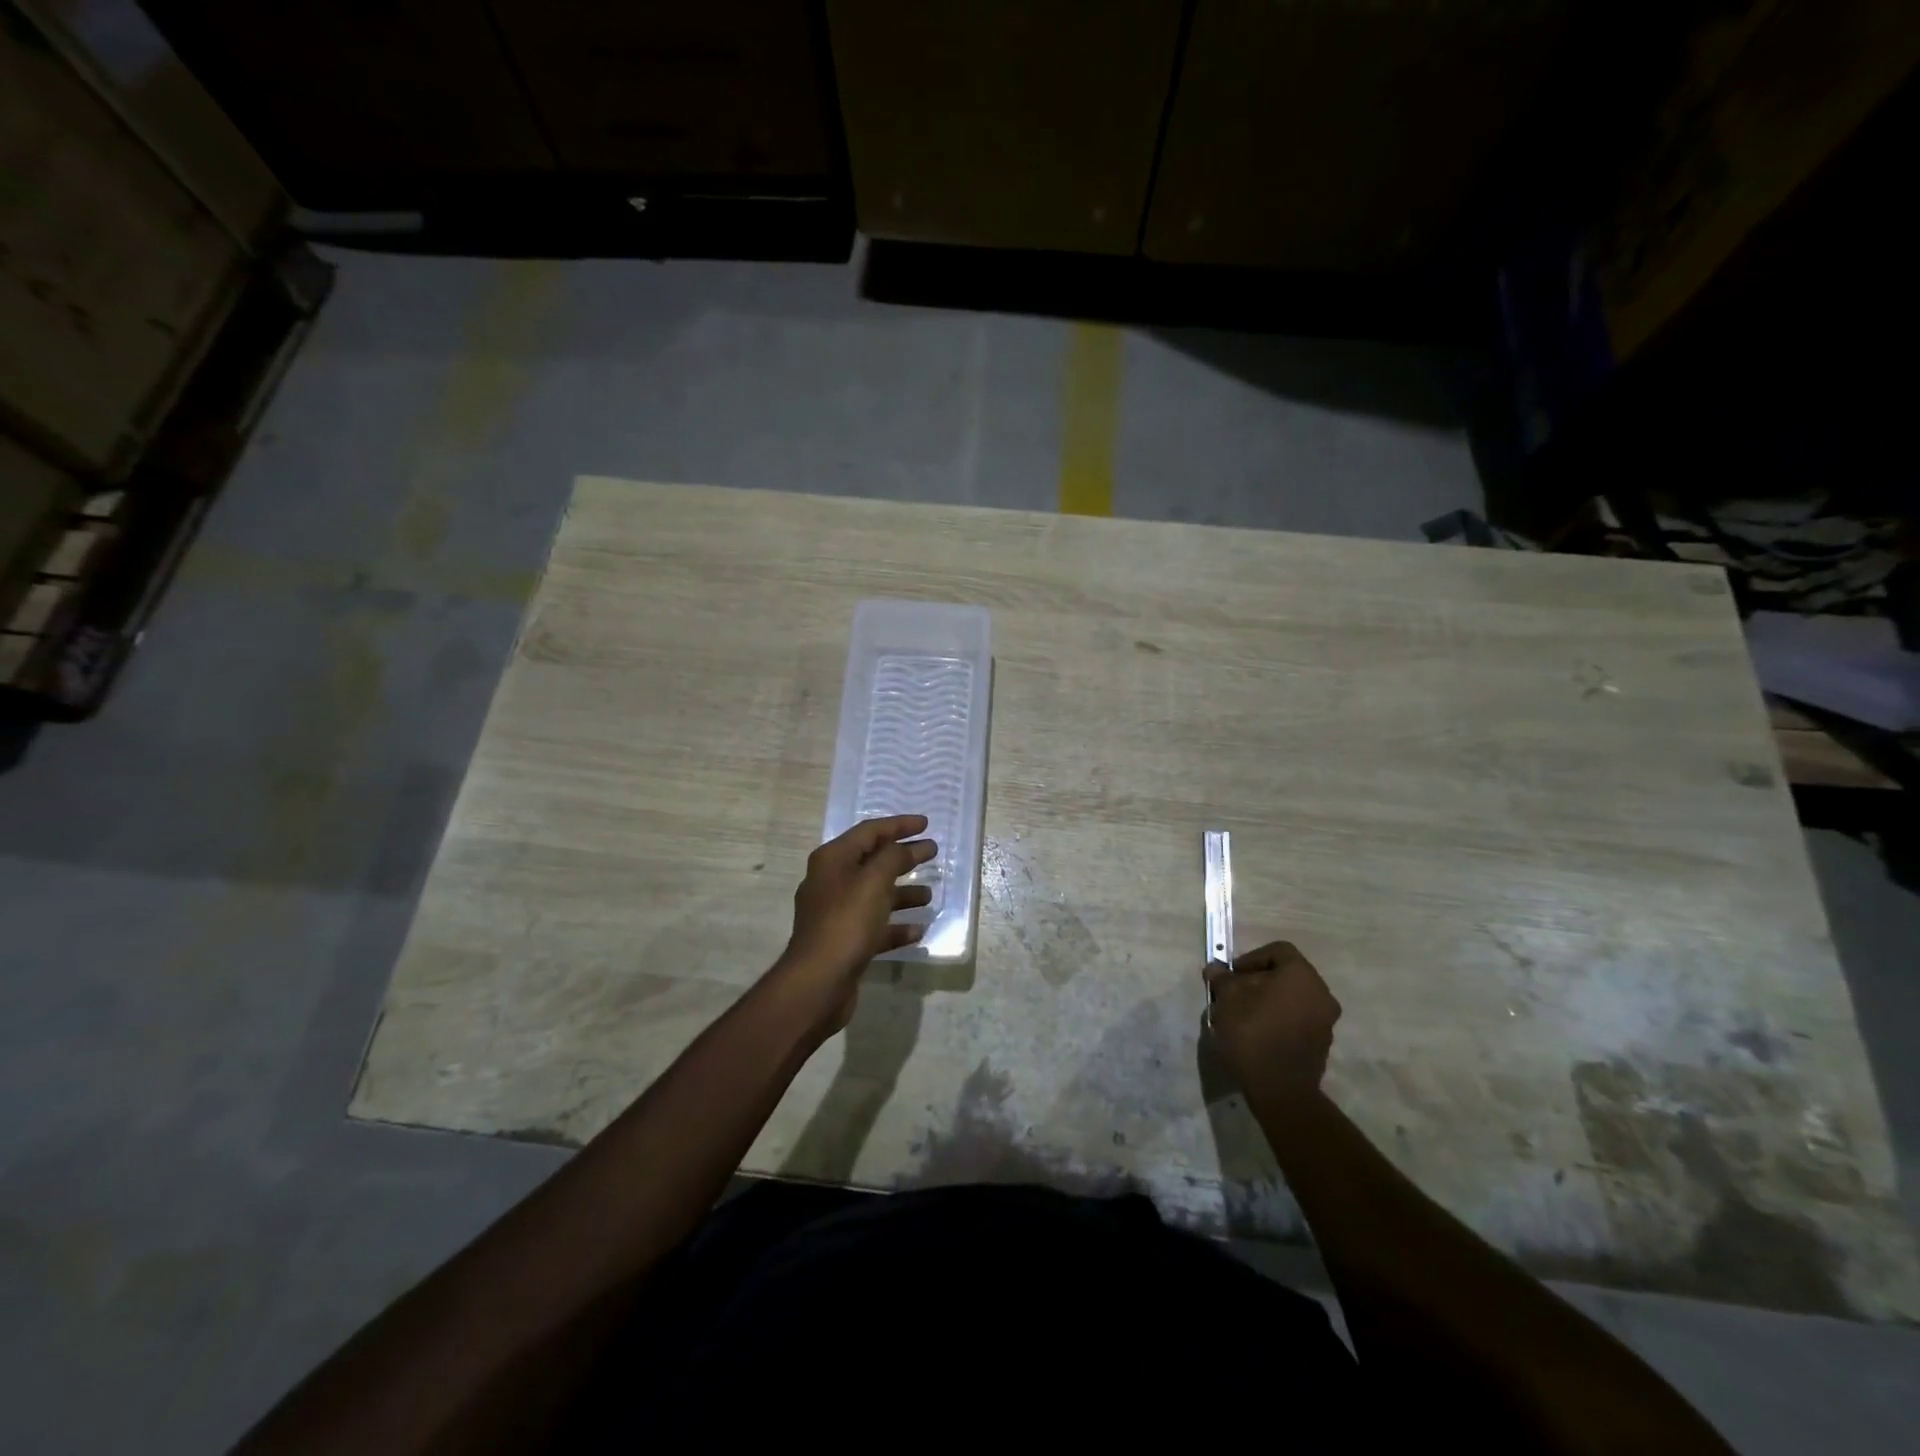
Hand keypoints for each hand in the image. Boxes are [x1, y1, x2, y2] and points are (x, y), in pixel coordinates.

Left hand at [777, 815, 936, 1033]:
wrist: (818, 982)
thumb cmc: (847, 923)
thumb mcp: (874, 881)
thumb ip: (893, 857)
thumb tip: (905, 848)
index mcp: (833, 860)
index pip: (869, 832)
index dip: (899, 825)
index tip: (926, 824)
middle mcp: (832, 882)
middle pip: (873, 862)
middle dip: (904, 857)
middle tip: (932, 853)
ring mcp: (836, 914)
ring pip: (875, 895)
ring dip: (903, 893)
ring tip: (929, 896)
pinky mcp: (844, 942)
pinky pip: (875, 926)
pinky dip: (896, 926)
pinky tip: (918, 931)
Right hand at [1203, 941, 1340, 1104]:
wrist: (1280, 1089)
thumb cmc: (1253, 1032)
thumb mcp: (1228, 998)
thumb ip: (1223, 978)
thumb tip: (1216, 969)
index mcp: (1302, 975)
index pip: (1277, 951)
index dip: (1250, 958)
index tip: (1232, 976)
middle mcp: (1321, 994)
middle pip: (1285, 976)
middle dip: (1257, 982)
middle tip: (1233, 994)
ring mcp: (1325, 1022)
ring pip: (1291, 999)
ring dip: (1267, 1002)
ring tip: (1241, 1016)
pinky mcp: (1321, 1045)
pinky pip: (1297, 1021)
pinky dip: (1278, 1020)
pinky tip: (1257, 1035)